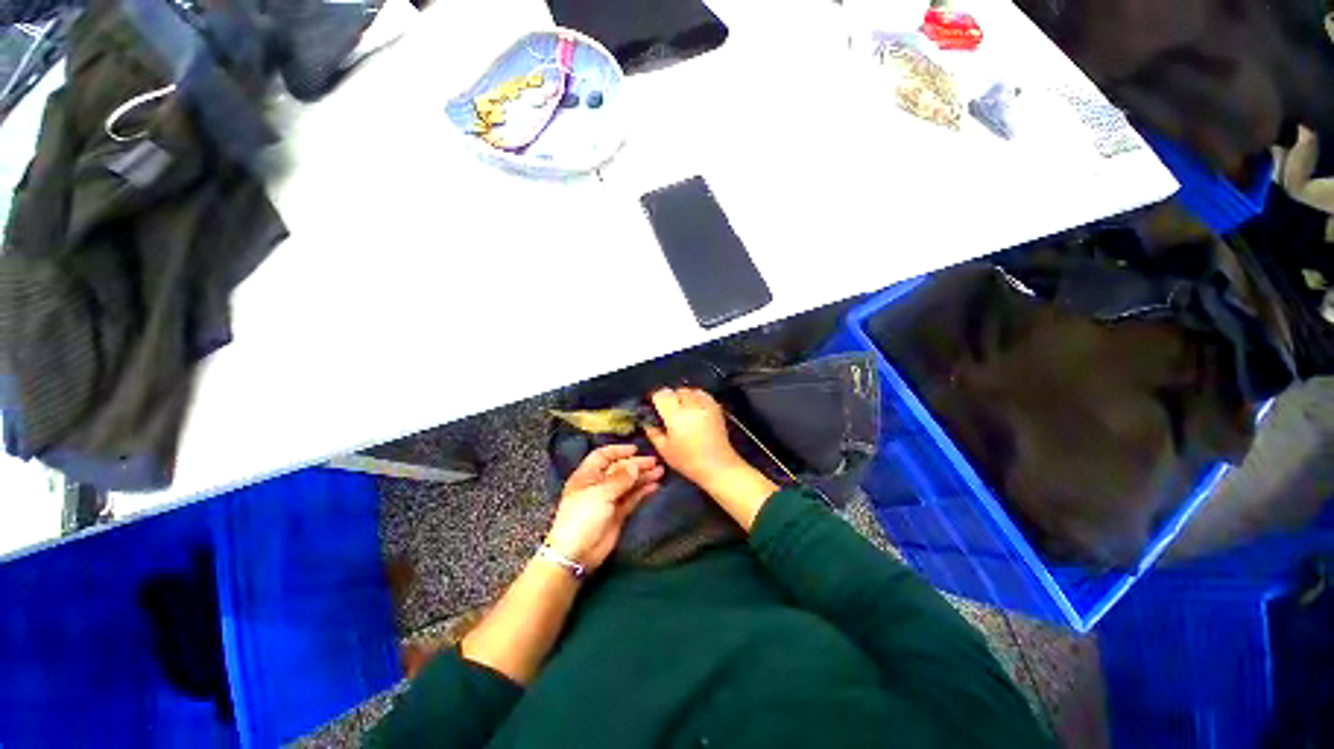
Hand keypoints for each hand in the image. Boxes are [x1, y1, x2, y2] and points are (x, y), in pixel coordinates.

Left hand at [545, 445, 662, 570]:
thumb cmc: (583, 517)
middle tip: (655, 461)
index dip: (619, 450)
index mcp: (587, 475)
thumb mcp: (600, 493)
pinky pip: (632, 498)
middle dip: (636, 464)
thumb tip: (635, 464)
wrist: (576, 554)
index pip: (603, 455)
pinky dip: (643, 491)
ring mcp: (609, 499)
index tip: (636, 449)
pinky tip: (655, 486)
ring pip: (628, 483)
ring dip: (643, 476)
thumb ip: (620, 478)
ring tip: (660, 472)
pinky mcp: (617, 513)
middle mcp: (598, 484)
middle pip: (619, 469)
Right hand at [644, 388, 744, 489]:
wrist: (717, 465)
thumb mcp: (665, 450)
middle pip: (676, 391)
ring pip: (690, 390)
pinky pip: (703, 395)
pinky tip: (695, 409)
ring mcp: (705, 405)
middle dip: (671, 398)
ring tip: (683, 409)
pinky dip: (697, 398)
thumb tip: (648, 424)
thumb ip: (653, 434)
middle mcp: (691, 406)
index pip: (662, 395)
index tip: (654, 405)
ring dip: (684, 396)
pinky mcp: (716, 408)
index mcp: (675, 416)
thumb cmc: (689, 461)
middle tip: (668, 411)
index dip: (656, 398)